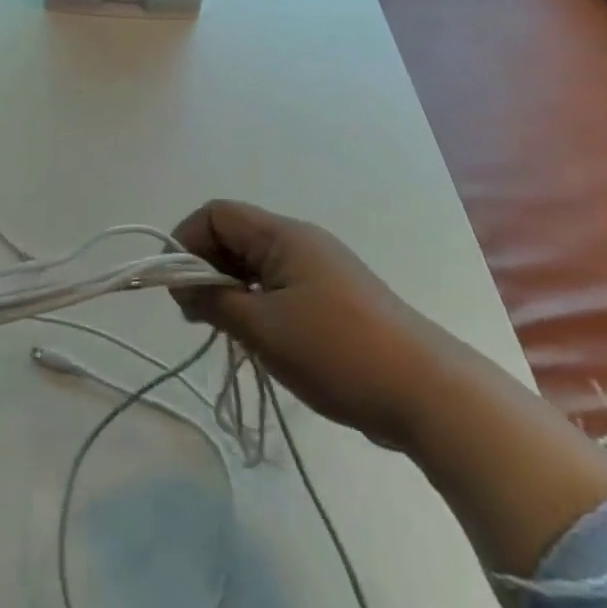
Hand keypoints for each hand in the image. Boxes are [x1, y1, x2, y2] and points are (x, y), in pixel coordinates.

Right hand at [175, 201, 606, 585]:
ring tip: (225, 330)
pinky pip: (278, 285)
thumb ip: (214, 300)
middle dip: (205, 267)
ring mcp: (320, 270)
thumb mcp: (263, 328)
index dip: (186, 241)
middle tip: (196, 315)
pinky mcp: (334, 298)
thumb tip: (183, 286)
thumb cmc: (337, 352)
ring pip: (255, 263)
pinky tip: (258, 339)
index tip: (177, 288)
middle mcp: (301, 242)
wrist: (429, 394)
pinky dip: (256, 303)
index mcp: (284, 235)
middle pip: (235, 235)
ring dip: (230, 289)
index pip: (217, 213)